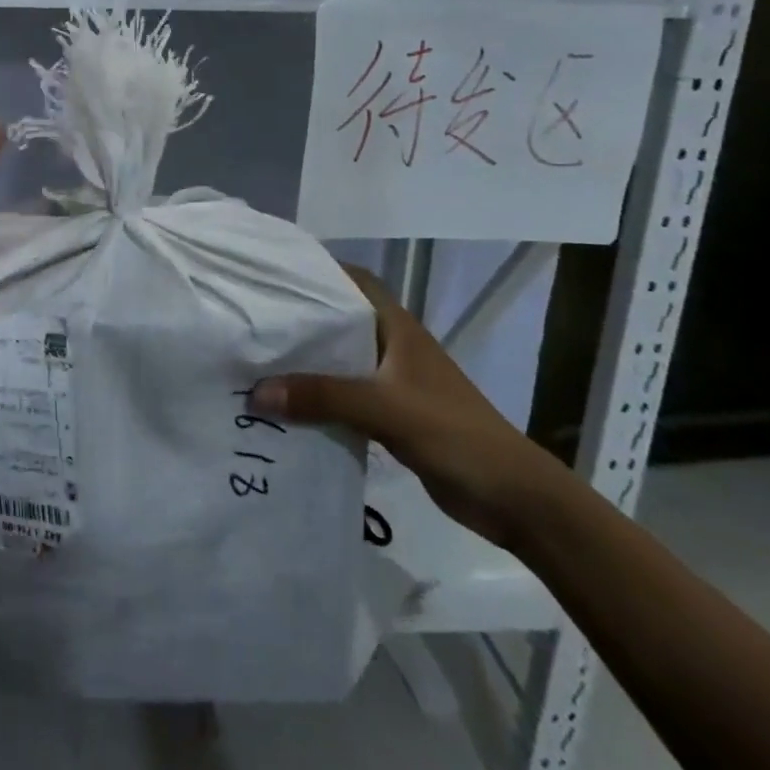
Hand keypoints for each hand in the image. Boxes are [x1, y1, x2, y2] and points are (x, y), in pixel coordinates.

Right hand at [251, 264, 566, 549]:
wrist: (514, 499)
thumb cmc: (454, 434)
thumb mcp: (385, 408)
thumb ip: (323, 397)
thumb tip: (256, 392)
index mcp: (397, 327)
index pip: (354, 280)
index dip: (319, 270)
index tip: (276, 271)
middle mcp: (393, 346)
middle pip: (340, 320)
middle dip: (302, 318)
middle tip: (255, 319)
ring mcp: (394, 382)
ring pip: (340, 360)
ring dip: (307, 362)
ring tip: (259, 361)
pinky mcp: (393, 415)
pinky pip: (345, 396)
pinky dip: (319, 398)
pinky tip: (289, 407)